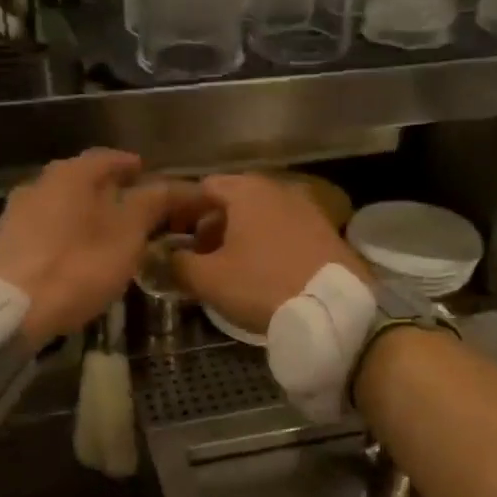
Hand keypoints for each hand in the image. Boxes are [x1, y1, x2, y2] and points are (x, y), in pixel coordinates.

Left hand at [0, 149, 203, 347]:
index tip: (147, 174)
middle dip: (108, 190)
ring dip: (85, 213)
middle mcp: (41, 182)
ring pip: (62, 204)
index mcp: (72, 173)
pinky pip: (46, 228)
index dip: (131, 165)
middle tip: (132, 207)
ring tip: (107, 233)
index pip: (109, 157)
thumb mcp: (128, 235)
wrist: (10, 309)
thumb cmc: (78, 266)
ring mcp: (18, 212)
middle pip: (82, 179)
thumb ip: (152, 204)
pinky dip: (66, 233)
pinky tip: (76, 253)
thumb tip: (173, 185)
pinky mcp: (6, 242)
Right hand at [172, 174, 368, 334]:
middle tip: (199, 257)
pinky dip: (268, 244)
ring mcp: (307, 208)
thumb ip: (178, 264)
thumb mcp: (209, 279)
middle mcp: (278, 189)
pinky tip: (264, 273)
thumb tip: (162, 257)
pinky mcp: (326, 231)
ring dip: (240, 236)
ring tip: (230, 269)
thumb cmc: (263, 286)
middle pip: (233, 200)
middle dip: (211, 226)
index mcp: (246, 190)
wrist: (334, 308)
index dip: (182, 212)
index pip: (203, 187)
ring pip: (261, 216)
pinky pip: (285, 231)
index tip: (172, 239)